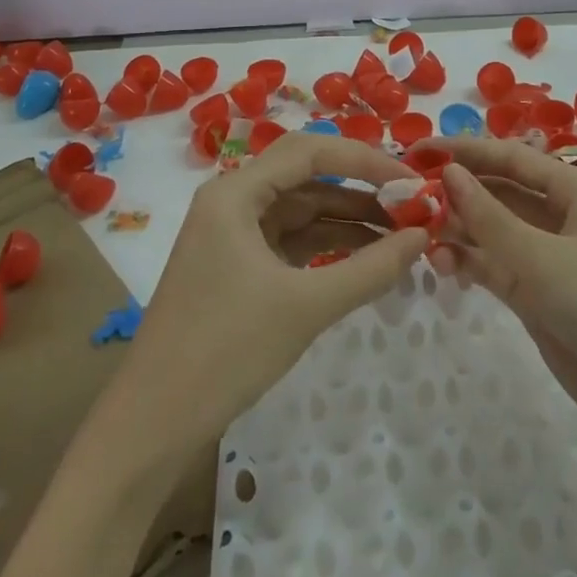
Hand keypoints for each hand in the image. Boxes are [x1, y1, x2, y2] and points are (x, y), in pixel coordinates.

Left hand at [113, 134, 428, 453]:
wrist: (153, 425)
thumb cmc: (226, 350)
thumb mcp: (306, 306)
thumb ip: (370, 268)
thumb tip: (423, 236)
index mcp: (235, 192)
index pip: (309, 151)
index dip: (364, 160)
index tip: (411, 181)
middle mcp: (232, 201)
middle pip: (306, 176)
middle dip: (360, 189)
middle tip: (412, 206)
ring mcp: (234, 234)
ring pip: (301, 210)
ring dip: (348, 220)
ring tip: (402, 235)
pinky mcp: (239, 266)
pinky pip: (292, 241)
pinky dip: (329, 246)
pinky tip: (368, 259)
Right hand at [427, 138, 576, 475]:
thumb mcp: (543, 259)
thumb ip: (489, 217)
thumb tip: (449, 173)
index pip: (511, 158)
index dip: (464, 151)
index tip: (416, 151)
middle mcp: (565, 218)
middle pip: (502, 192)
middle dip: (457, 191)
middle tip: (404, 195)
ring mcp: (554, 261)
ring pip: (496, 232)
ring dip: (459, 230)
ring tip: (416, 234)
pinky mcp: (545, 300)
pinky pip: (500, 269)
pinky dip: (472, 265)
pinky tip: (441, 266)